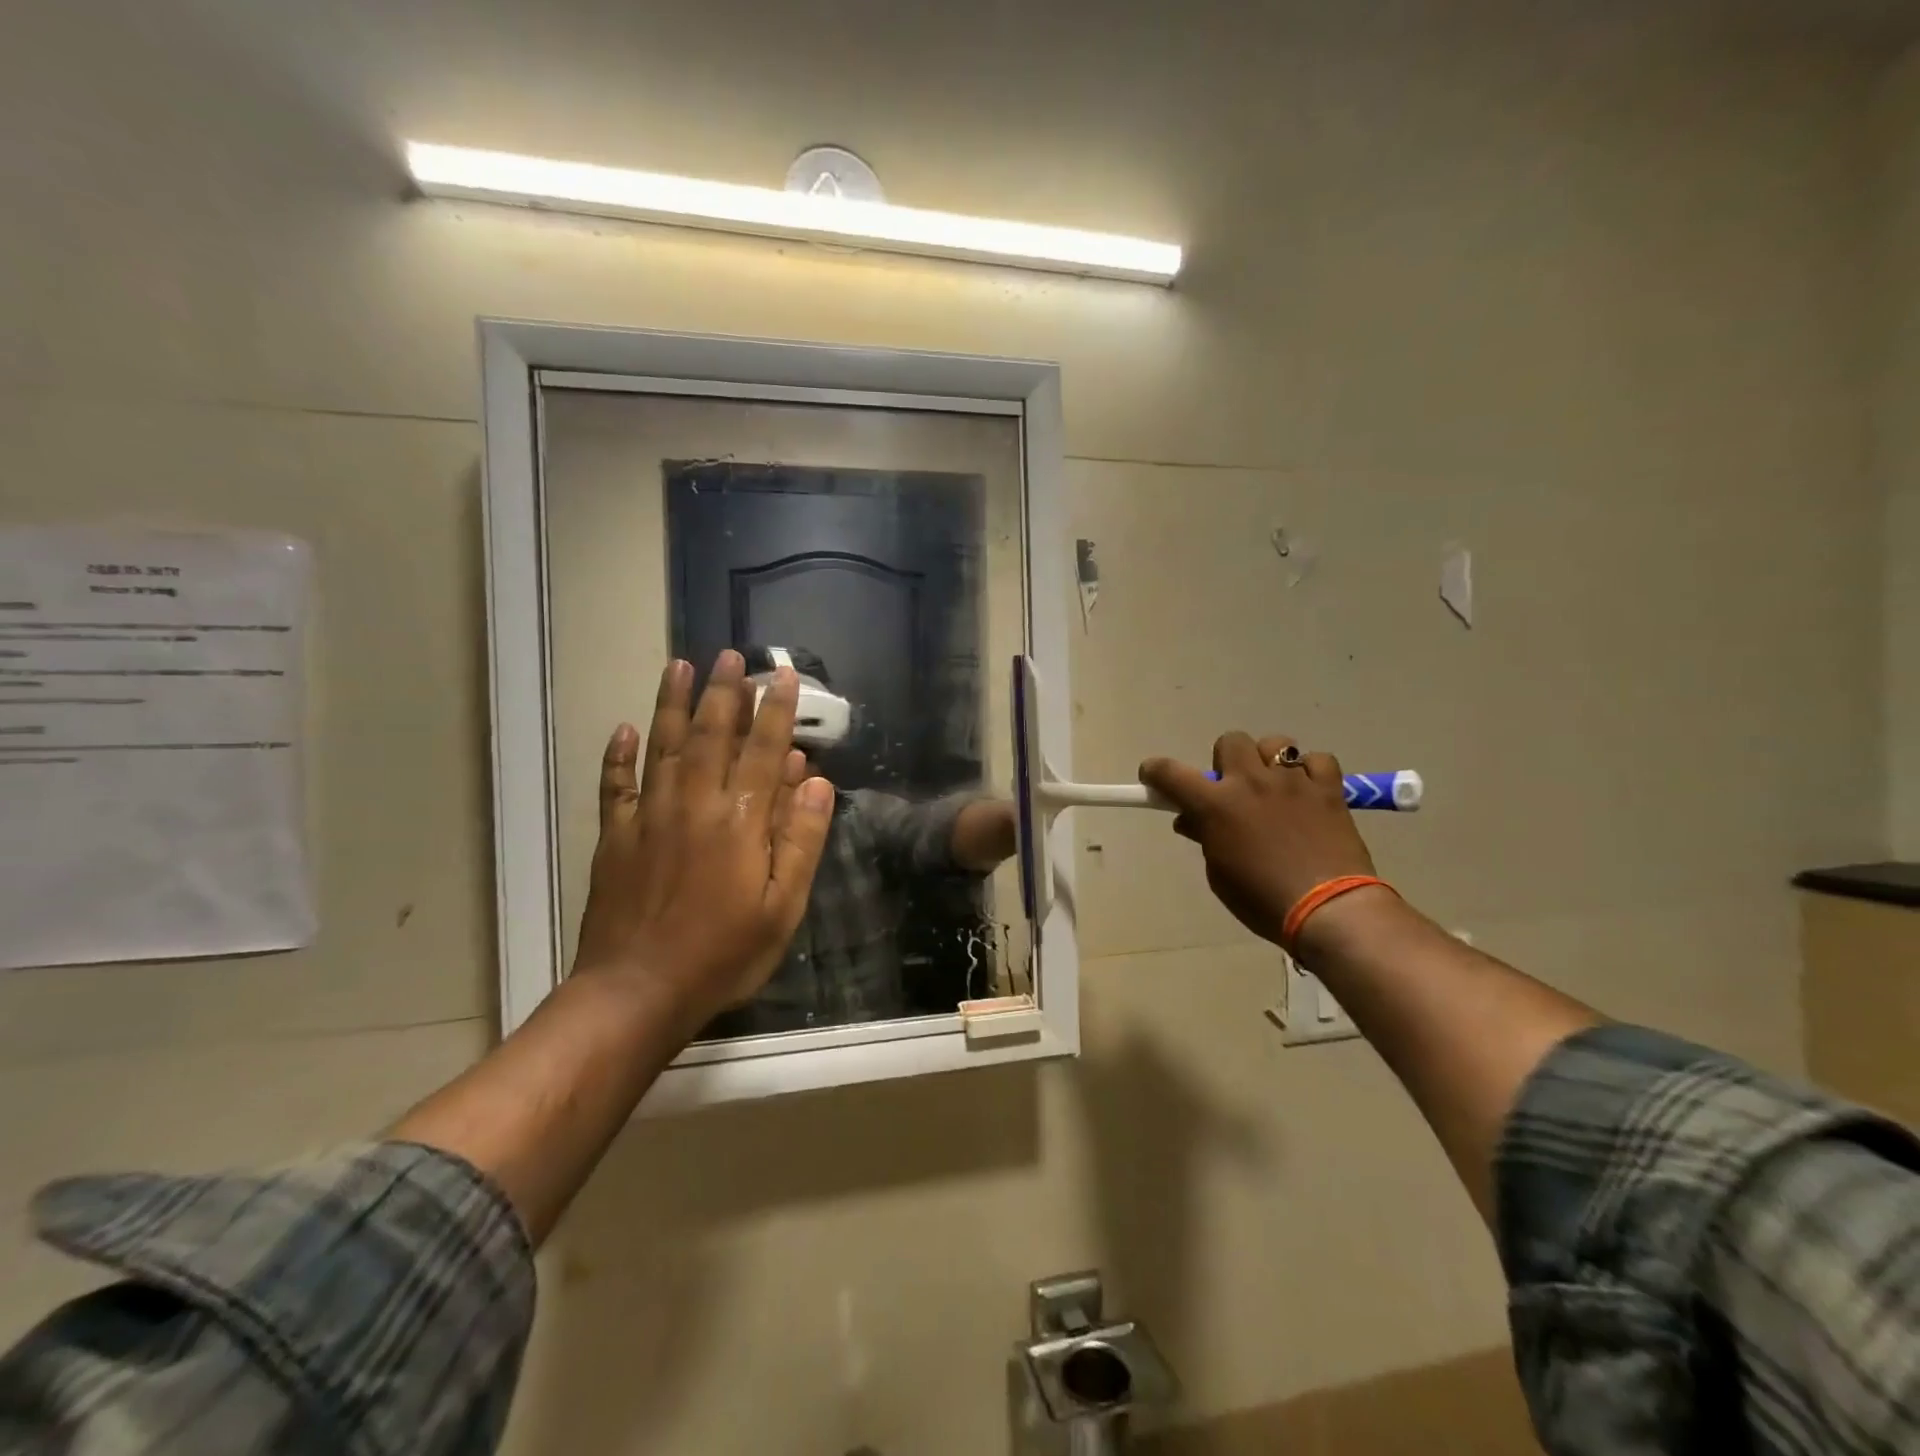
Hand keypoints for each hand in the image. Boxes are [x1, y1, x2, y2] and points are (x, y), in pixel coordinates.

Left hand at [573, 650, 834, 1028]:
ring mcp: (649, 817)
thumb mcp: (783, 907)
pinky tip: (624, 728)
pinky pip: (615, 785)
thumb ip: (800, 839)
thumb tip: (817, 781)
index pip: (764, 751)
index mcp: (739, 821)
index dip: (776, 711)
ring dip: (672, 703)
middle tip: (729, 655)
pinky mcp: (615, 837)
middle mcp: (694, 804)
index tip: (782, 675)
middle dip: (724, 692)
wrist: (638, 991)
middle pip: (711, 735)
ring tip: (678, 665)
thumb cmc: (723, 953)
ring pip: (662, 746)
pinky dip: (618, 755)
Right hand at [1139, 733, 1375, 946]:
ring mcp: (1293, 782)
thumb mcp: (1220, 875)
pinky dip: (1311, 771)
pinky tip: (1309, 792)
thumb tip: (1192, 821)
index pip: (1170, 773)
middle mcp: (1251, 782)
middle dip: (1226, 760)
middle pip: (1230, 741)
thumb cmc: (1262, 900)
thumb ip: (1206, 839)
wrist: (1328, 910)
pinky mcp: (1329, 789)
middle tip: (1233, 788)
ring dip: (1269, 761)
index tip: (1153, 776)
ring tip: (1276, 787)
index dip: (1155, 771)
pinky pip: (1318, 760)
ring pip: (1276, 744)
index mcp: (1216, 805)